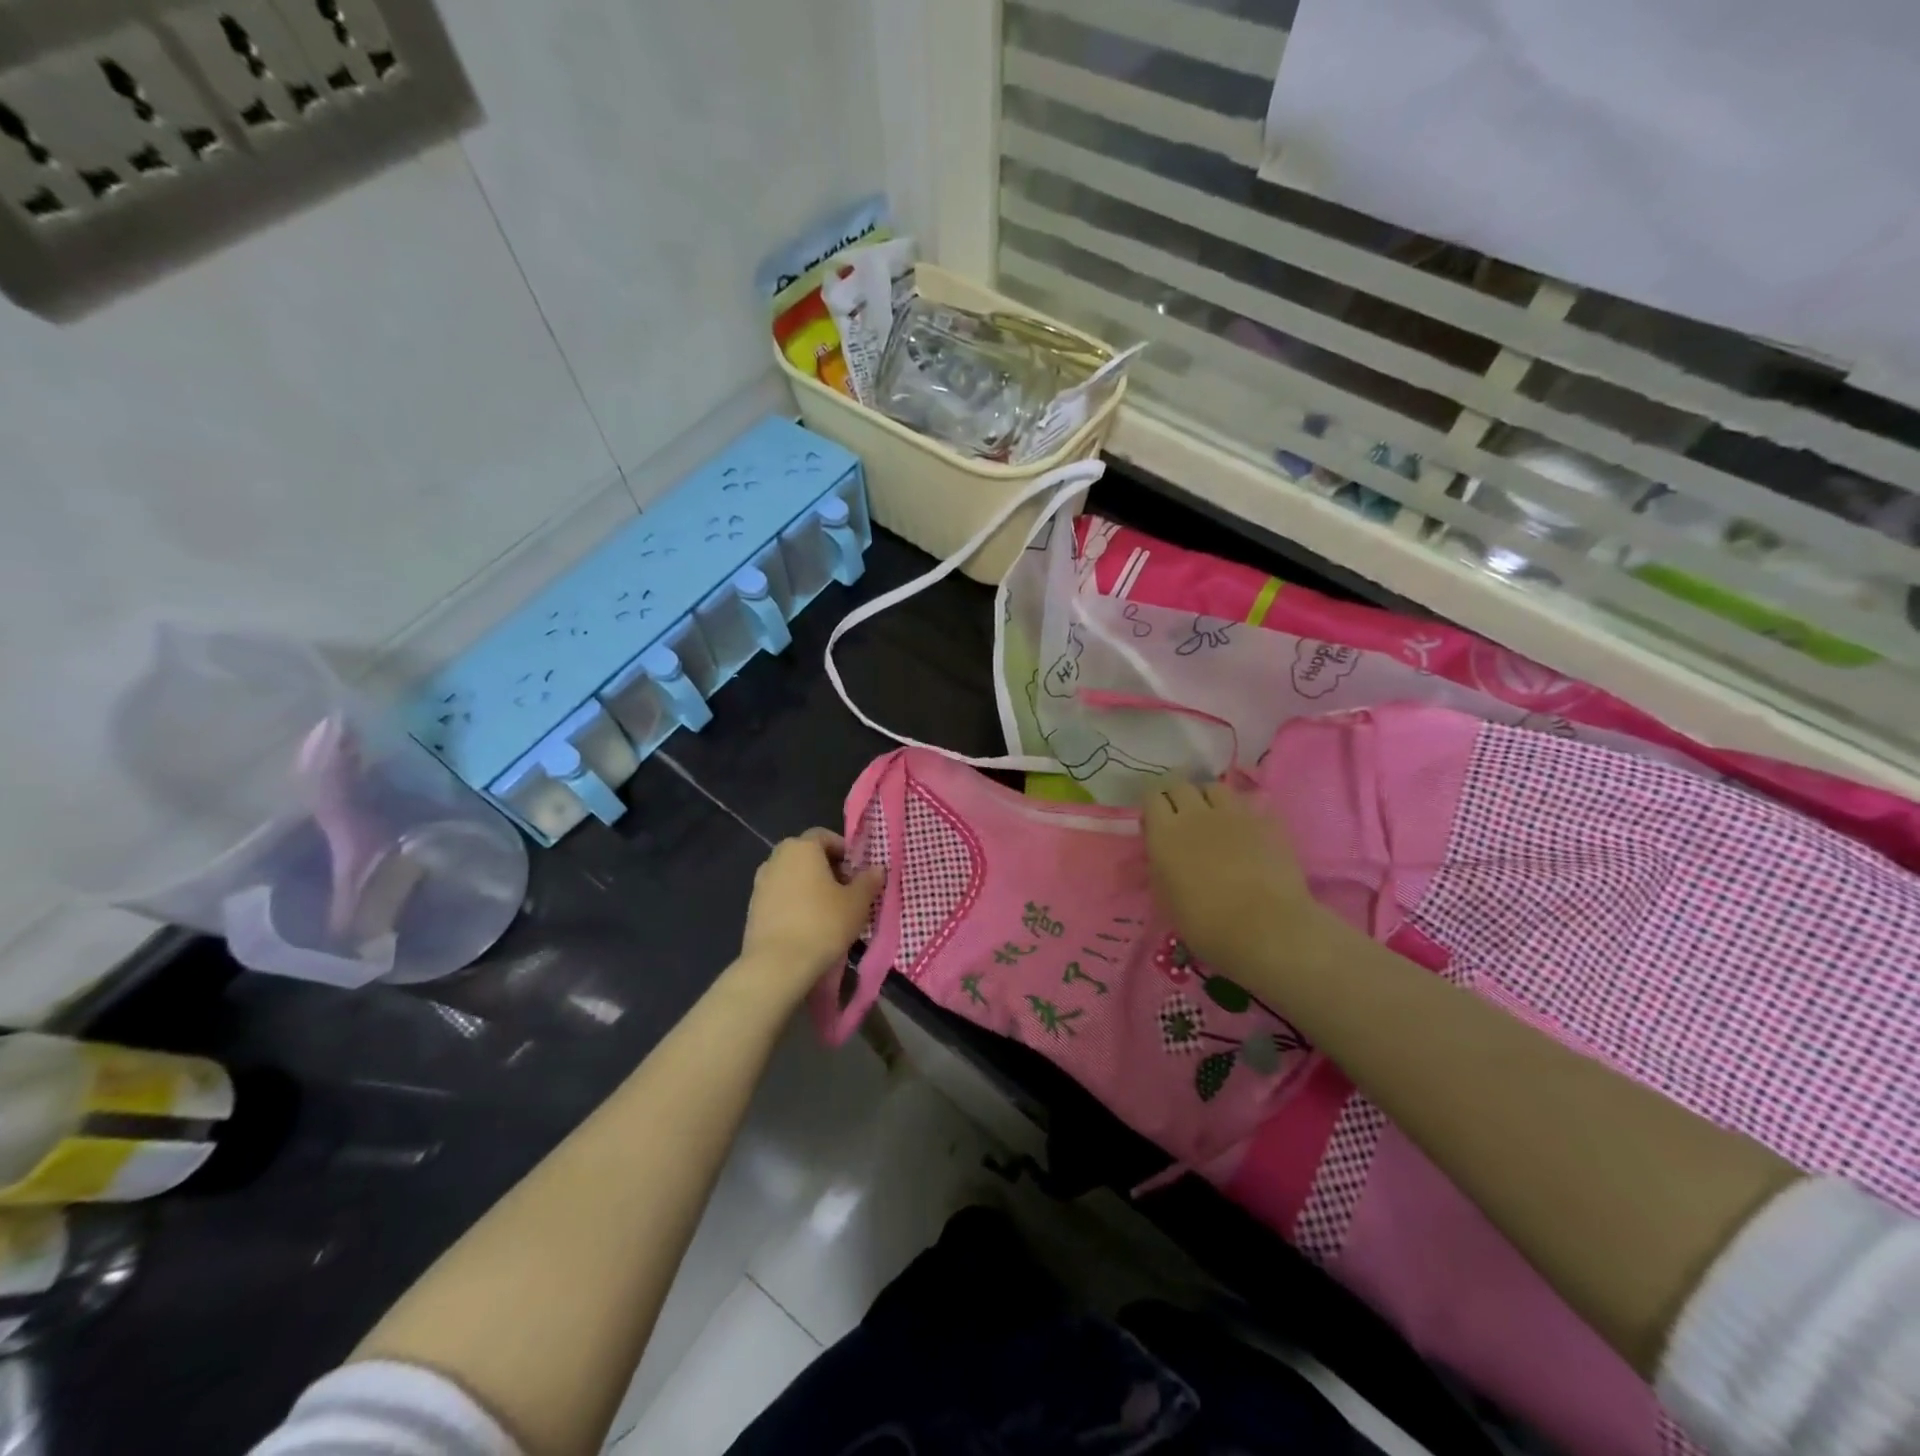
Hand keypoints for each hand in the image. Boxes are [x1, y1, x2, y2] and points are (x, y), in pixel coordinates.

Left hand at [738, 829, 884, 1004]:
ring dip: (809, 886)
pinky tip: (807, 925)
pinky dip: (794, 902)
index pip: (825, 836)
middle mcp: (776, 858)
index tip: (857, 872)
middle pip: (807, 855)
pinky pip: (780, 896)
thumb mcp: (857, 902)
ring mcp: (760, 883)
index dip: (844, 850)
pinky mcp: (753, 907)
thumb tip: (877, 868)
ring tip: (828, 911)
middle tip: (846, 891)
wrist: (777, 965)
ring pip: (792, 876)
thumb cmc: (822, 923)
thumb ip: (869, 881)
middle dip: (827, 868)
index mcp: (801, 848)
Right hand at [1141, 780, 1322, 975]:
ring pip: (1216, 788)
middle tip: (1183, 818)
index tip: (1155, 822)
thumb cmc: (1205, 924)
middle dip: (1179, 797)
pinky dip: (1245, 814)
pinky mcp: (1267, 822)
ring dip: (1210, 799)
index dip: (1154, 806)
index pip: (1152, 797)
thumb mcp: (1166, 899)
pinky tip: (1249, 831)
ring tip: (1215, 818)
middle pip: (1181, 785)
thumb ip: (1160, 868)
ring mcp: (1234, 814)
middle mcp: (1196, 814)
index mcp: (1164, 833)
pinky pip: (1251, 805)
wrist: (1265, 929)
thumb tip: (1162, 856)